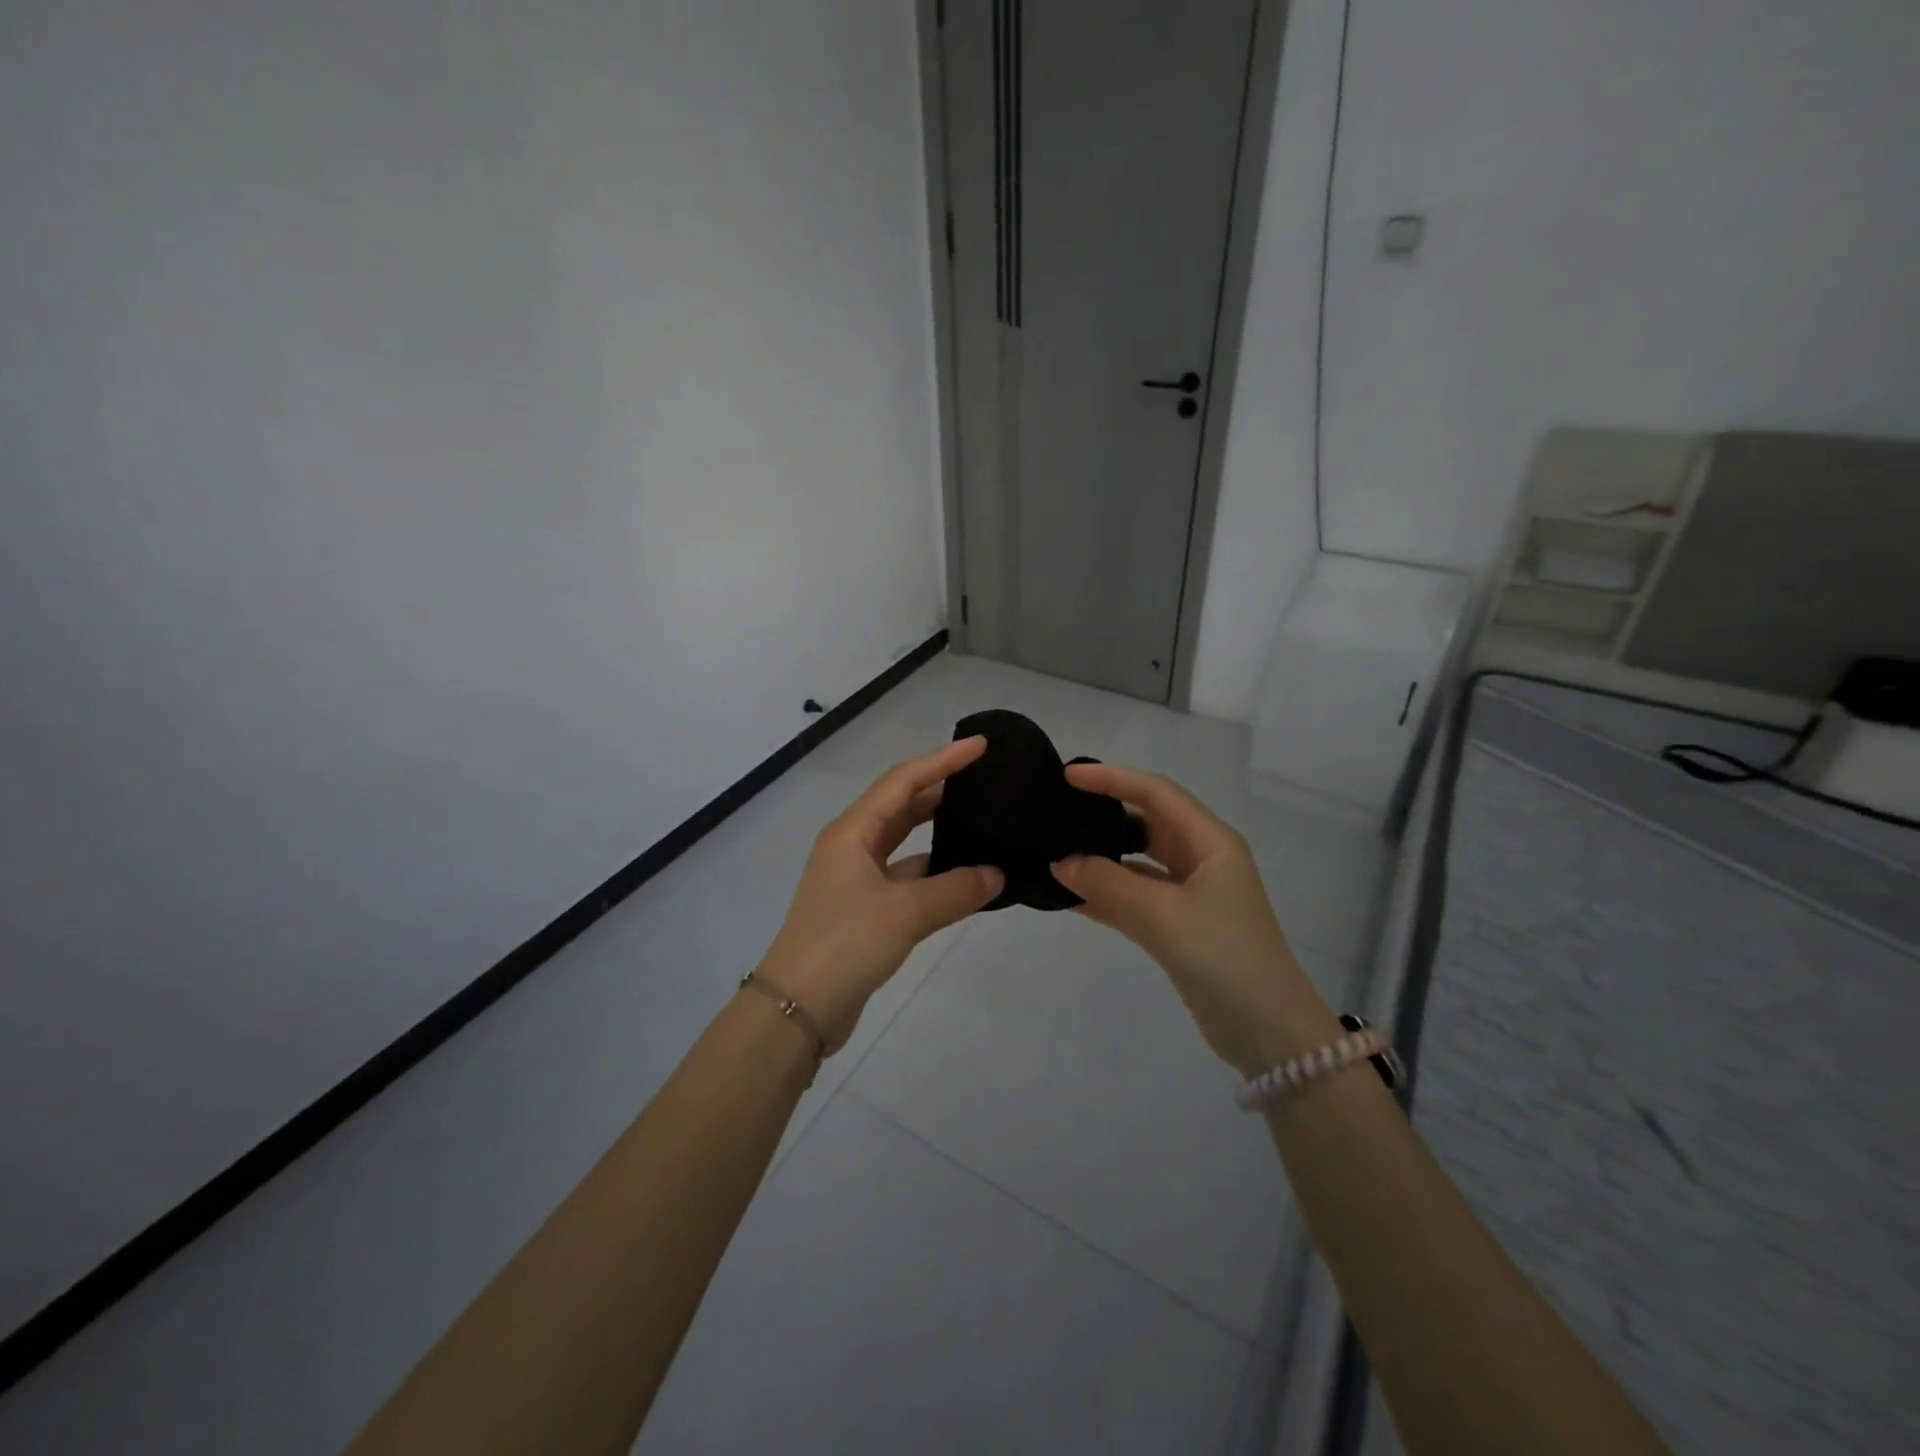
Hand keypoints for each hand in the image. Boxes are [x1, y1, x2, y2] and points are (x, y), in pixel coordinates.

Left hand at [756, 737, 1004, 1053]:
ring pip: (906, 842)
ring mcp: (857, 878)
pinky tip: (967, 878)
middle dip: (942, 790)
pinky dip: (935, 873)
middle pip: (902, 805)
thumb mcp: (906, 913)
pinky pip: (907, 877)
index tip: (980, 746)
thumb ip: (956, 890)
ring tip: (983, 823)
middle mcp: (852, 845)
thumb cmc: (845, 944)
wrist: (797, 1008)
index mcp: (852, 831)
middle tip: (986, 782)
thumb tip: (997, 874)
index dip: (942, 760)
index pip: (903, 780)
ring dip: (939, 833)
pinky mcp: (865, 909)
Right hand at [1050, 763, 1342, 1076]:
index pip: (1156, 793)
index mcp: (1211, 843)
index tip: (1068, 776)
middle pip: (1148, 822)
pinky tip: (1069, 896)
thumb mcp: (1164, 916)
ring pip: (1139, 862)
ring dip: (1102, 857)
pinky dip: (1106, 894)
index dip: (1113, 778)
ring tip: (1056, 850)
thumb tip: (1059, 862)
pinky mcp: (1180, 926)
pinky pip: (1135, 897)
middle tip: (1059, 810)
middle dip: (1106, 813)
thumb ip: (1109, 885)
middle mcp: (1203, 860)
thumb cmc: (1225, 958)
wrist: (1269, 1034)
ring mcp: (1192, 894)